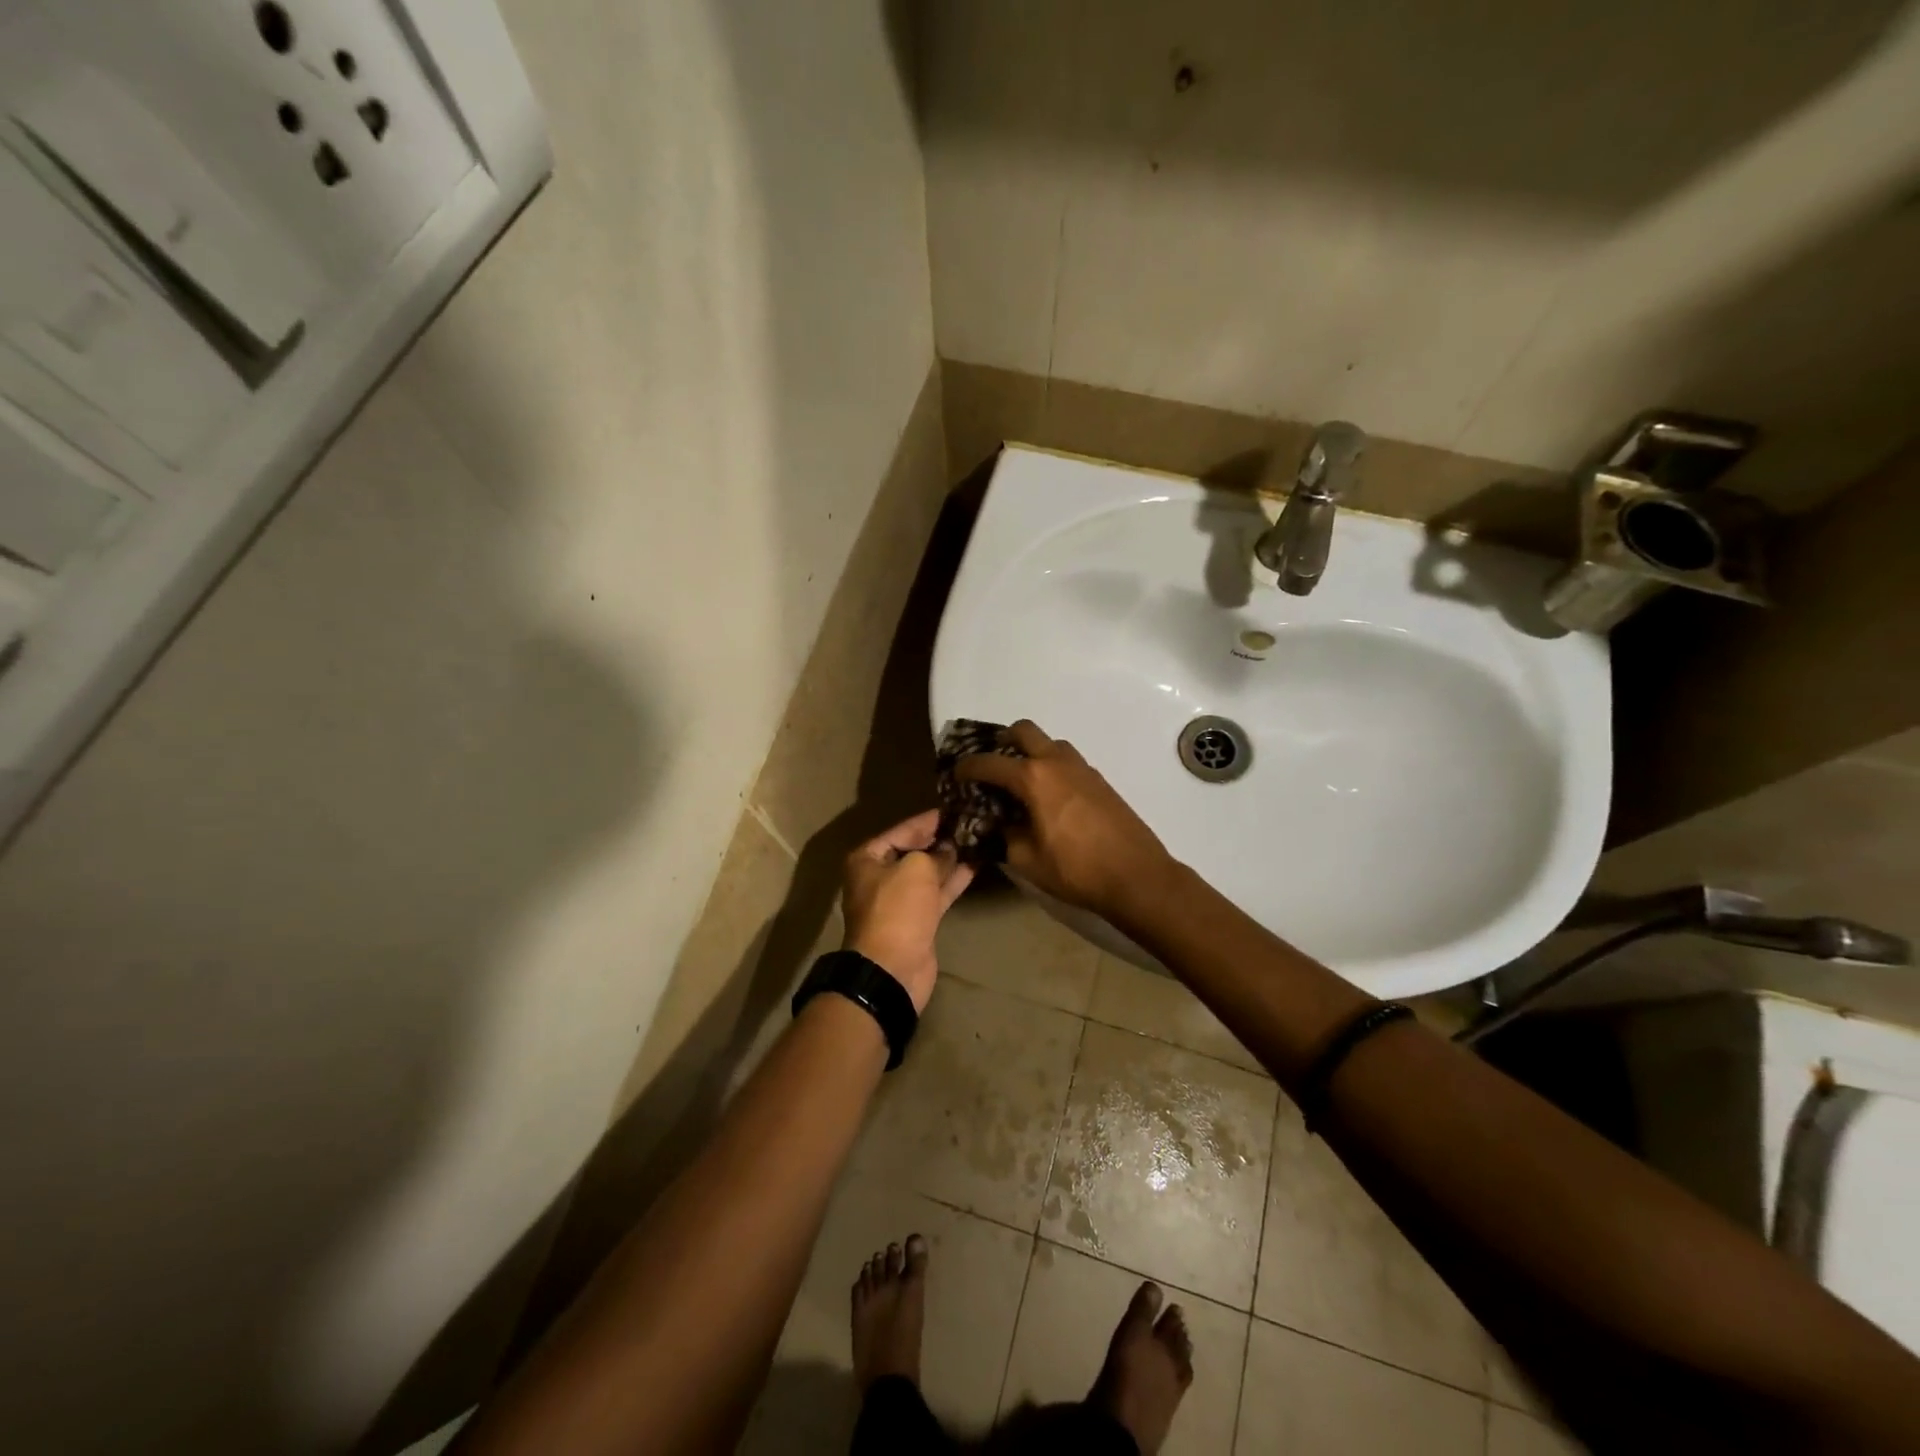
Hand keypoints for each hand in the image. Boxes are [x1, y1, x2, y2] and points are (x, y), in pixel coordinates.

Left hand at [842, 810, 974, 1012]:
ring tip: (979, 839)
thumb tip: (951, 847)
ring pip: (928, 873)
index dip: (928, 820)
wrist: (893, 968)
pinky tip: (976, 865)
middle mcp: (880, 876)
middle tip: (971, 823)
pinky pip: (937, 893)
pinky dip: (954, 880)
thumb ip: (936, 853)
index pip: (902, 830)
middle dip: (941, 839)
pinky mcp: (918, 920)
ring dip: (951, 859)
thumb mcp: (916, 869)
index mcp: (868, 858)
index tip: (955, 808)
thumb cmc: (897, 909)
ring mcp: (900, 900)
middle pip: (914, 851)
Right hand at [955, 721, 1174, 920]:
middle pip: (1023, 731)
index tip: (956, 775)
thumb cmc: (1076, 870)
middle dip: (1002, 742)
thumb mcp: (1027, 860)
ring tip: (1020, 782)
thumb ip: (1004, 836)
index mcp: (1033, 778)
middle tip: (991, 765)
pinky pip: (1067, 760)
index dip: (967, 767)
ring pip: (1049, 743)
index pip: (989, 763)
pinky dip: (1051, 767)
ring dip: (1031, 752)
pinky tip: (1048, 797)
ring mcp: (1082, 768)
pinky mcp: (1099, 780)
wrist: (1136, 876)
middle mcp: (1056, 762)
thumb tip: (994, 824)